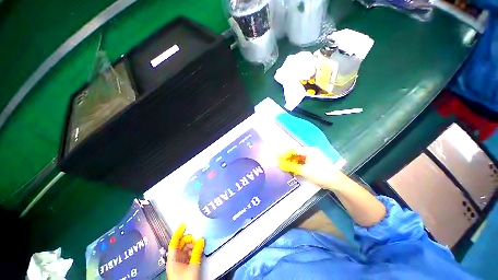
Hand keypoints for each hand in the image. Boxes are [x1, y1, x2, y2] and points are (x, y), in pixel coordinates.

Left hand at [166, 223, 204, 279]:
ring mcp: (179, 263)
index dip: (178, 233)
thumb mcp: (193, 265)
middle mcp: (174, 260)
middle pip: (180, 245)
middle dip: (188, 240)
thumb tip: (201, 240)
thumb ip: (197, 251)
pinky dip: (193, 251)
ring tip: (199, 244)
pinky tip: (198, 250)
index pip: (174, 242)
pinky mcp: (183, 266)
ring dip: (192, 245)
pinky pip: (188, 254)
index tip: (183, 224)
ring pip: (185, 249)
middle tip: (196, 237)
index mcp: (172, 259)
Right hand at [278, 147, 348, 190]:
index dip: (286, 154)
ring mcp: (315, 158)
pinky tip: (297, 172)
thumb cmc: (319, 174)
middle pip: (297, 154)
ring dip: (295, 164)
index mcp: (309, 151)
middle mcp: (311, 152)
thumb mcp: (303, 170)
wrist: (336, 182)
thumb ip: (291, 166)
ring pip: (301, 159)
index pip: (294, 150)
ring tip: (289, 170)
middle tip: (284, 166)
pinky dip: (300, 167)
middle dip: (290, 160)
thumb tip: (281, 164)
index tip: (280, 159)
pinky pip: (305, 163)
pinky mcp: (316, 163)